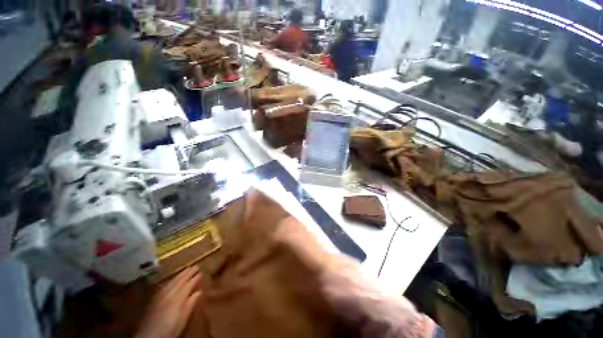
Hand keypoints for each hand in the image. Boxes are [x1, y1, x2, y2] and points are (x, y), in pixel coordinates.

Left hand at [135, 266, 202, 337]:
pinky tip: (172, 280)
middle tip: (195, 266)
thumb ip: (190, 304)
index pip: (188, 285)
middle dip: (188, 273)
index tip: (201, 272)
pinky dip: (171, 280)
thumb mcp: (183, 319)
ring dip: (180, 275)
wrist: (149, 336)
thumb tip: (199, 292)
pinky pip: (164, 286)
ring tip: (186, 269)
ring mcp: (161, 296)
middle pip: (180, 281)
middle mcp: (170, 294)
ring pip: (172, 282)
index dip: (195, 278)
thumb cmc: (170, 329)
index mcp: (178, 298)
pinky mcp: (154, 299)